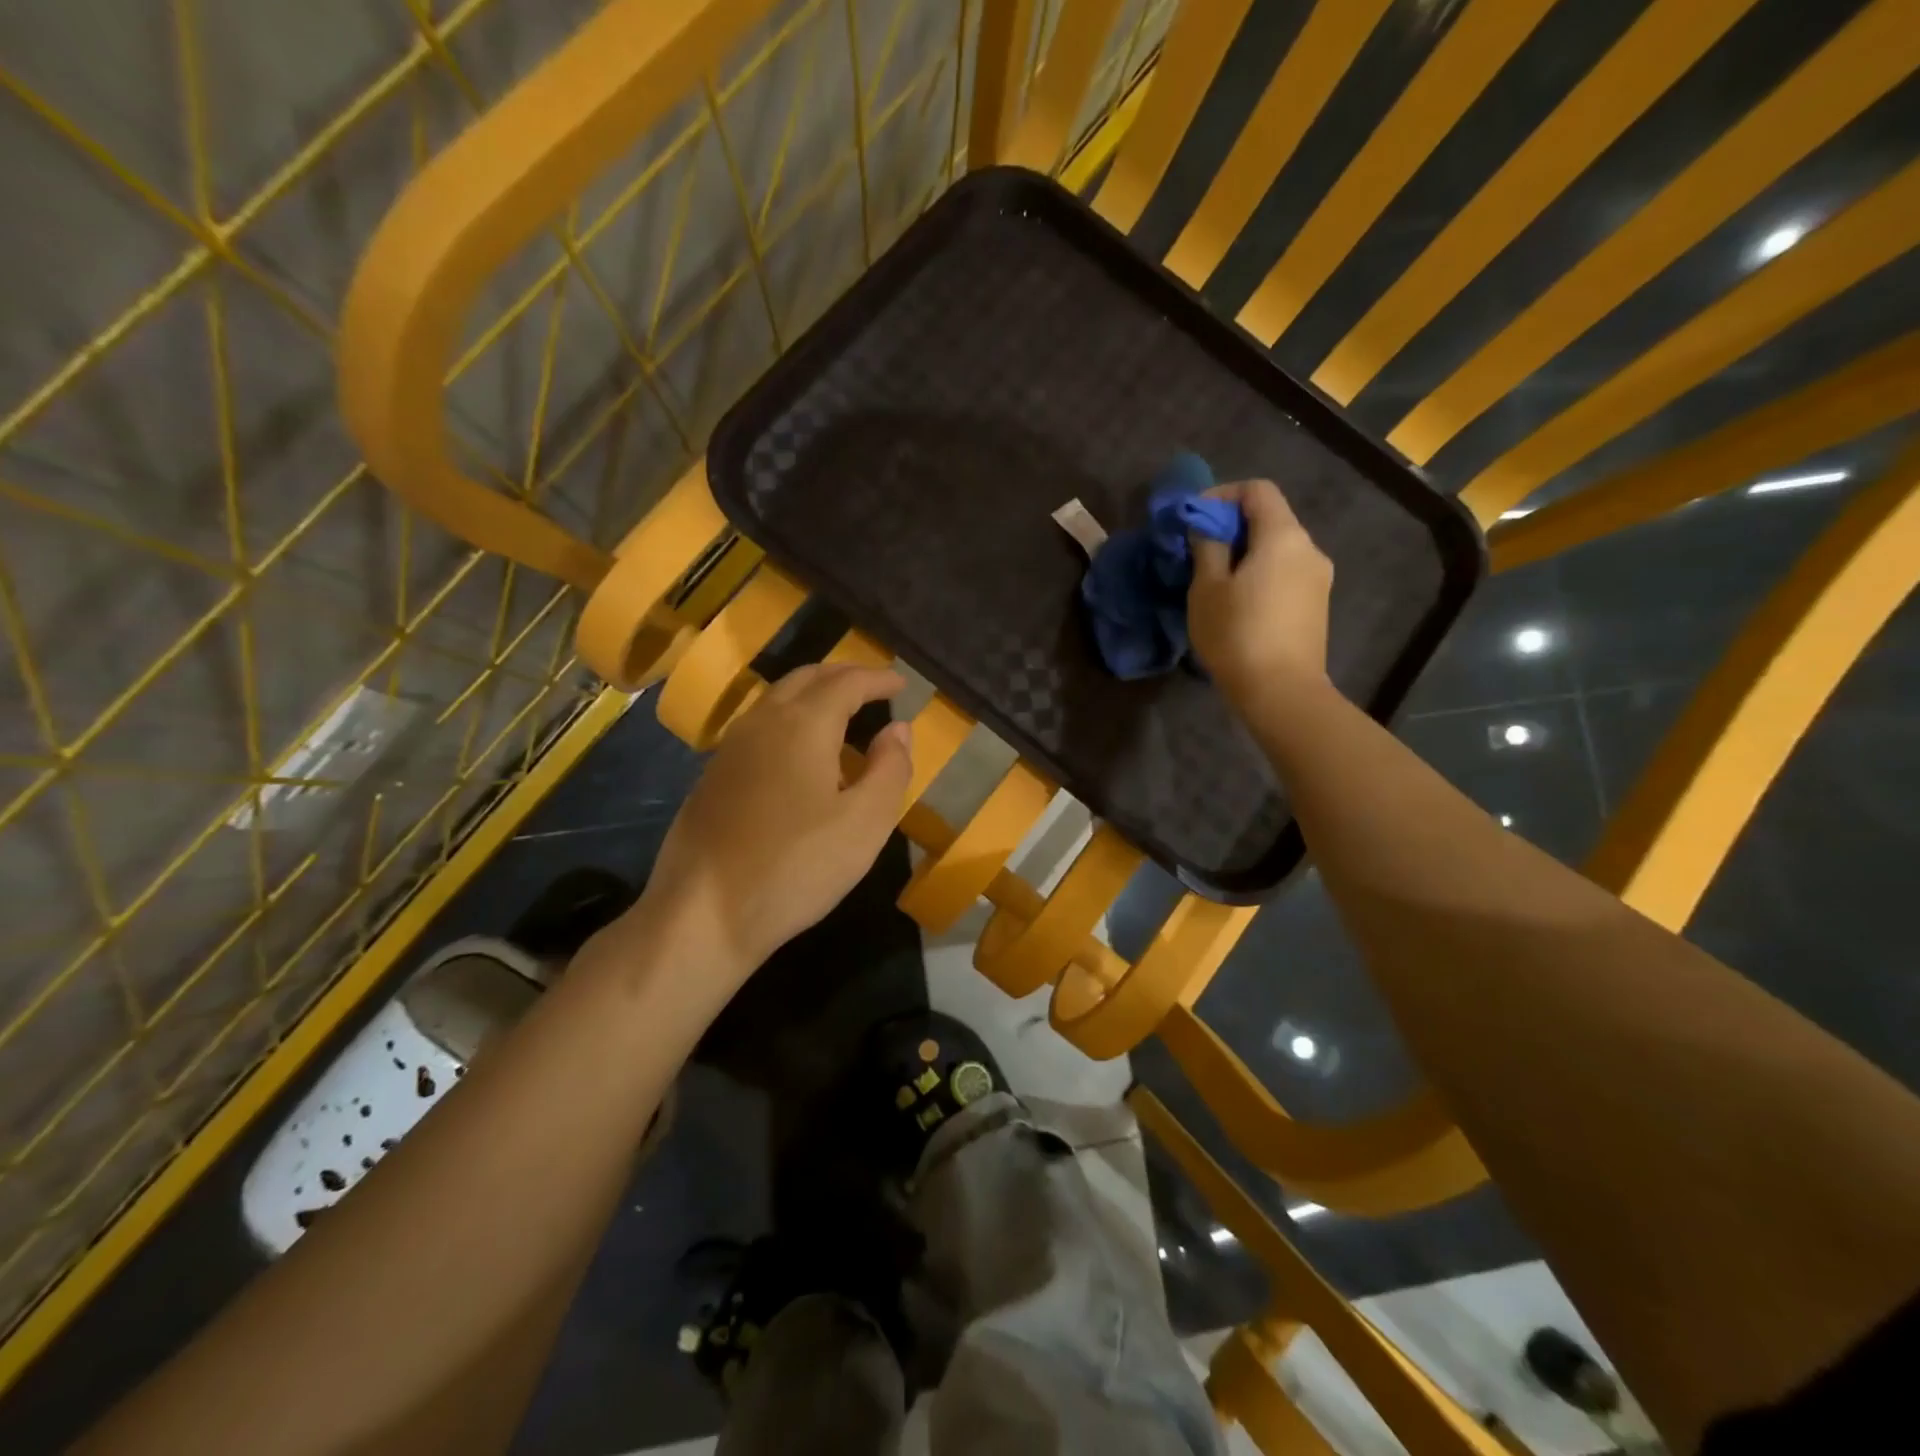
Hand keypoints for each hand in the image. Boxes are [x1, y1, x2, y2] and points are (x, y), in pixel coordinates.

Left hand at [639, 663, 912, 977]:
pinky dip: (790, 719)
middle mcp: (762, 722)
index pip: (846, 682)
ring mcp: (730, 748)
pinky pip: (759, 726)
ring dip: (813, 694)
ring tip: (842, 713)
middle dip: (843, 676)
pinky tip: (800, 752)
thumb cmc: (796, 867)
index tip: (900, 685)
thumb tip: (898, 730)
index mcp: (803, 725)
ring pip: (777, 700)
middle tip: (873, 688)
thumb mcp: (865, 823)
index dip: (877, 679)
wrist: (703, 914)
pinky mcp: (712, 776)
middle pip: (806, 678)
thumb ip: (890, 769)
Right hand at [1187, 478, 1332, 708]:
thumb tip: (1208, 527)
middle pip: (1270, 519)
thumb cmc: (1237, 634)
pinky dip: (1260, 573)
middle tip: (1197, 551)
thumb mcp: (1207, 588)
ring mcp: (1318, 579)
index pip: (1258, 491)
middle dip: (1232, 526)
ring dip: (1245, 553)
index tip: (1194, 519)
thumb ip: (1208, 547)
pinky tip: (1238, 602)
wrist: (1281, 692)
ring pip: (1277, 549)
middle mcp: (1309, 549)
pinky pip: (1285, 573)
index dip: (1223, 495)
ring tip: (1214, 580)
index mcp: (1284, 536)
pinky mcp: (1316, 605)